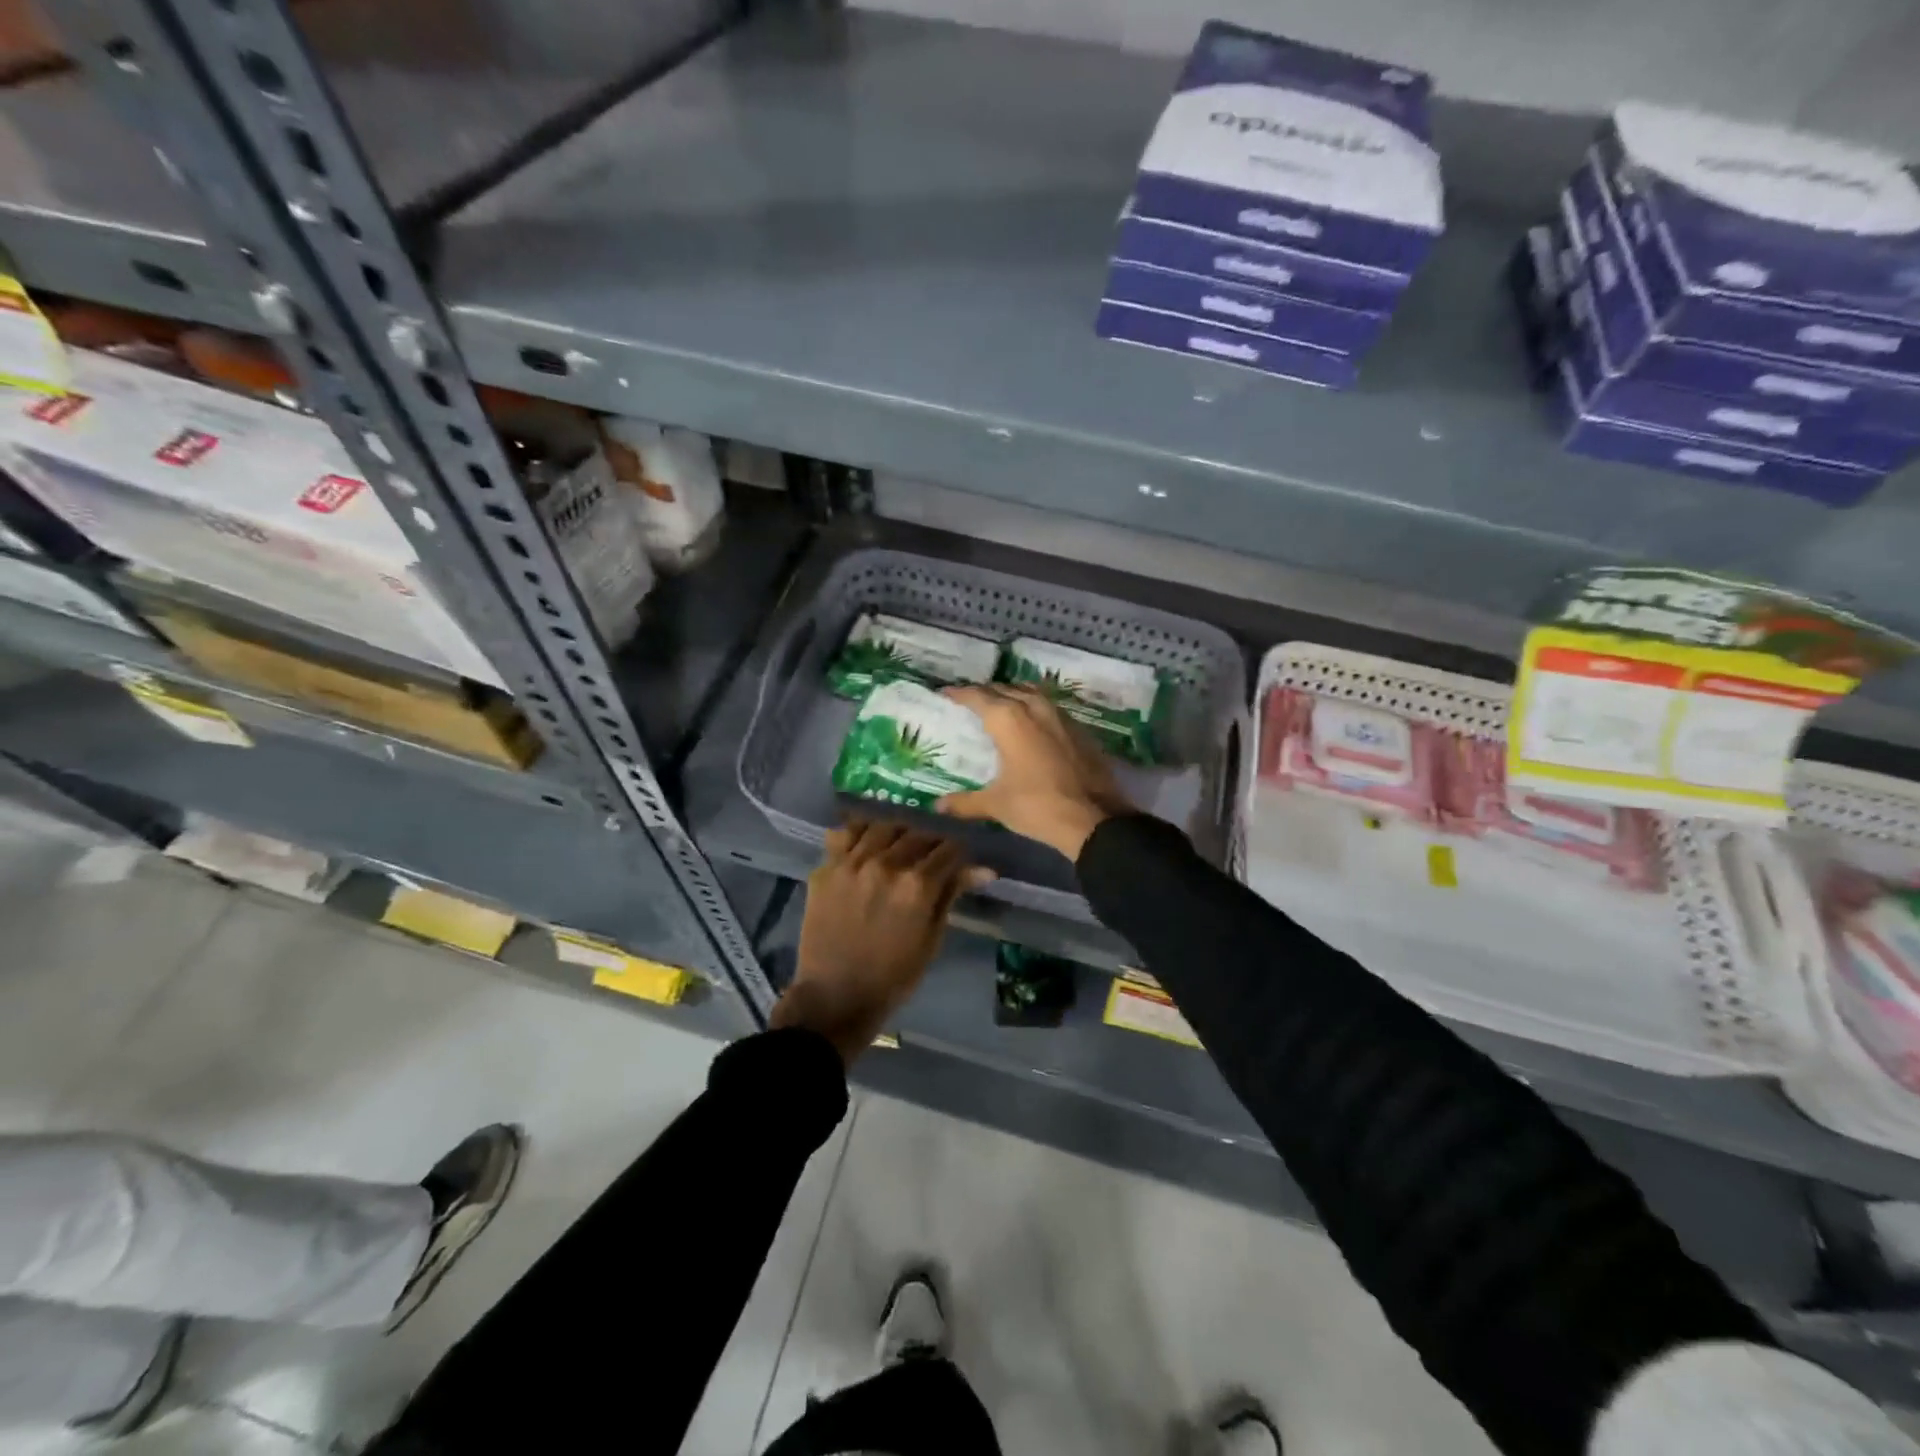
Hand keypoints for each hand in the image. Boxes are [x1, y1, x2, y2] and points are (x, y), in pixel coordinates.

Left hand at [772, 820, 989, 1063]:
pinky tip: (868, 842)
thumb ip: (951, 895)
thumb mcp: (932, 939)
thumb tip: (984, 869)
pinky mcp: (827, 867)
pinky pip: (845, 833)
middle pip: (918, 834)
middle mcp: (886, 864)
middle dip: (931, 842)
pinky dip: (861, 832)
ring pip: (883, 826)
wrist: (835, 996)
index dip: (958, 854)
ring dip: (899, 832)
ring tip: (900, 845)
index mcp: (917, 885)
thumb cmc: (892, 976)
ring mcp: (852, 862)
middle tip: (930, 856)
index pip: (948, 850)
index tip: (957, 861)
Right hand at [937, 685, 1133, 861]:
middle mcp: (1034, 708)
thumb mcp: (996, 805)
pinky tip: (1031, 723)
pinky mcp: (1079, 728)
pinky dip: (1034, 708)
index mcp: (1008, 720)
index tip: (945, 692)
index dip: (959, 693)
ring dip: (1013, 694)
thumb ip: (965, 802)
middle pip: (1005, 689)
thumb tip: (938, 806)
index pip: (978, 696)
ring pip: (1030, 693)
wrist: (1094, 818)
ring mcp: (1060, 716)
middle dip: (985, 692)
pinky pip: (1049, 707)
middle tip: (970, 700)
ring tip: (1000, 705)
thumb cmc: (1037, 806)